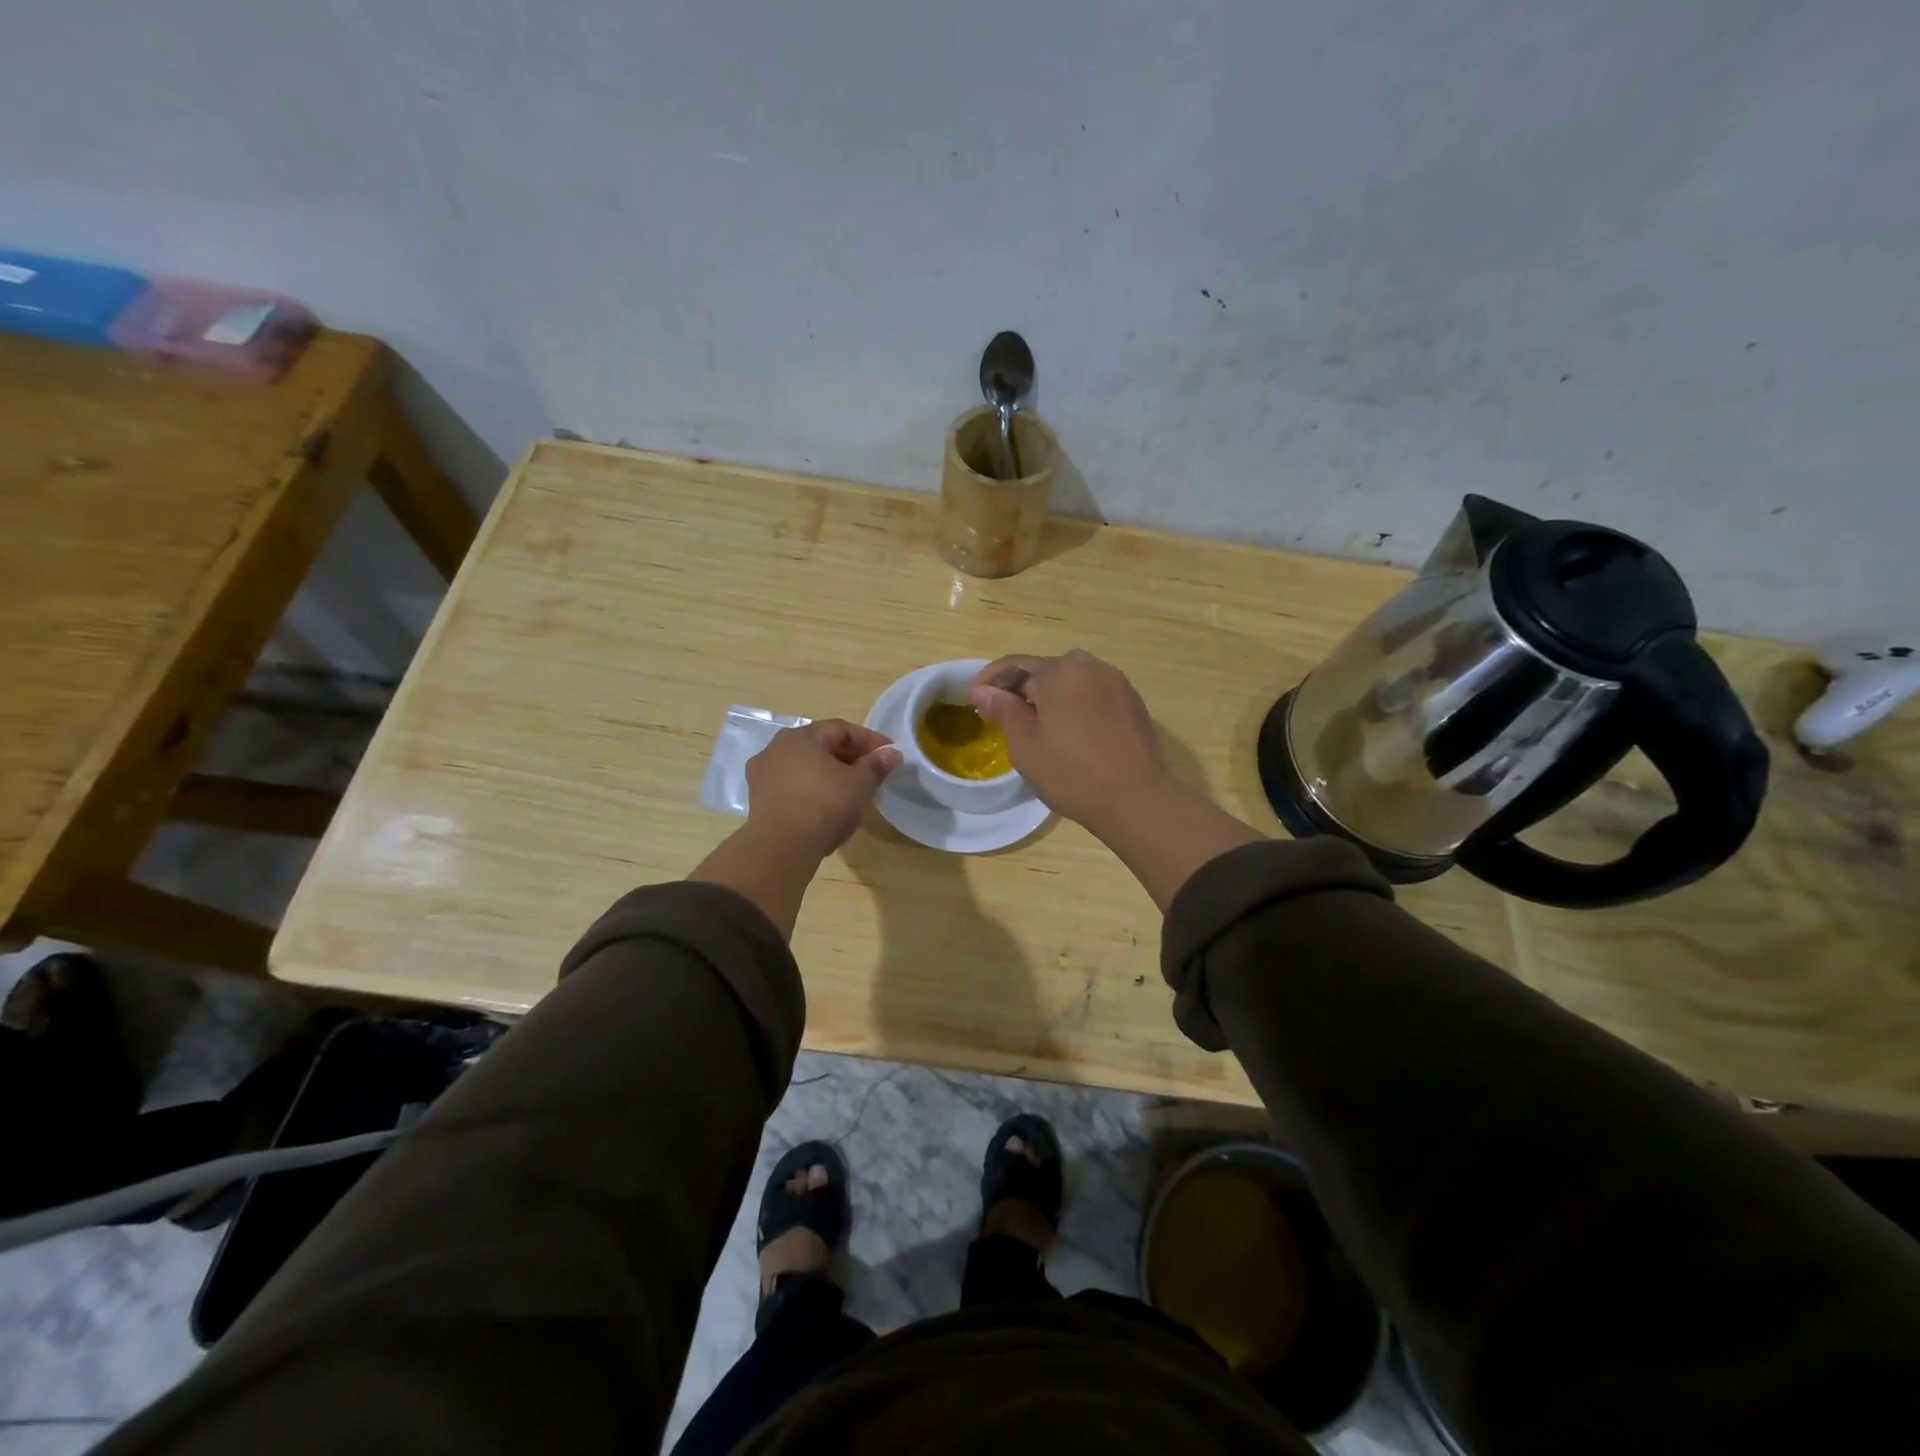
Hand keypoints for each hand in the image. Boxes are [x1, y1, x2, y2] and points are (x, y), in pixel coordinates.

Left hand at [746, 719, 900, 857]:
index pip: (841, 729)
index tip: (888, 752)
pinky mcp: (757, 801)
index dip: (868, 739)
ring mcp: (762, 775)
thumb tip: (891, 753)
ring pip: (804, 768)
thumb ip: (876, 765)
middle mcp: (776, 748)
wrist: (782, 845)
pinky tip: (826, 807)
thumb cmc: (825, 804)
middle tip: (872, 772)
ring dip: (828, 775)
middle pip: (819, 746)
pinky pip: (792, 787)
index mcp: (801, 736)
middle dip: (848, 757)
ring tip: (850, 792)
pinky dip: (811, 791)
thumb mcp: (860, 784)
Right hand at [973, 650, 1263, 908]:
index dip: (991, 680)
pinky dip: (1077, 701)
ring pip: (1073, 677)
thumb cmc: (1072, 775)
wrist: (1136, 799)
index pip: (1015, 665)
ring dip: (1052, 692)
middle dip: (1022, 685)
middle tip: (1005, 713)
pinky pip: (1095, 691)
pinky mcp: (1133, 700)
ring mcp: (1116, 682)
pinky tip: (1073, 728)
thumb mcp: (1026, 747)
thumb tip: (984, 691)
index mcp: (1059, 673)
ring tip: (1040, 721)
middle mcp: (1089, 667)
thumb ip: (1004, 711)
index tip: (975, 699)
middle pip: (1046, 668)